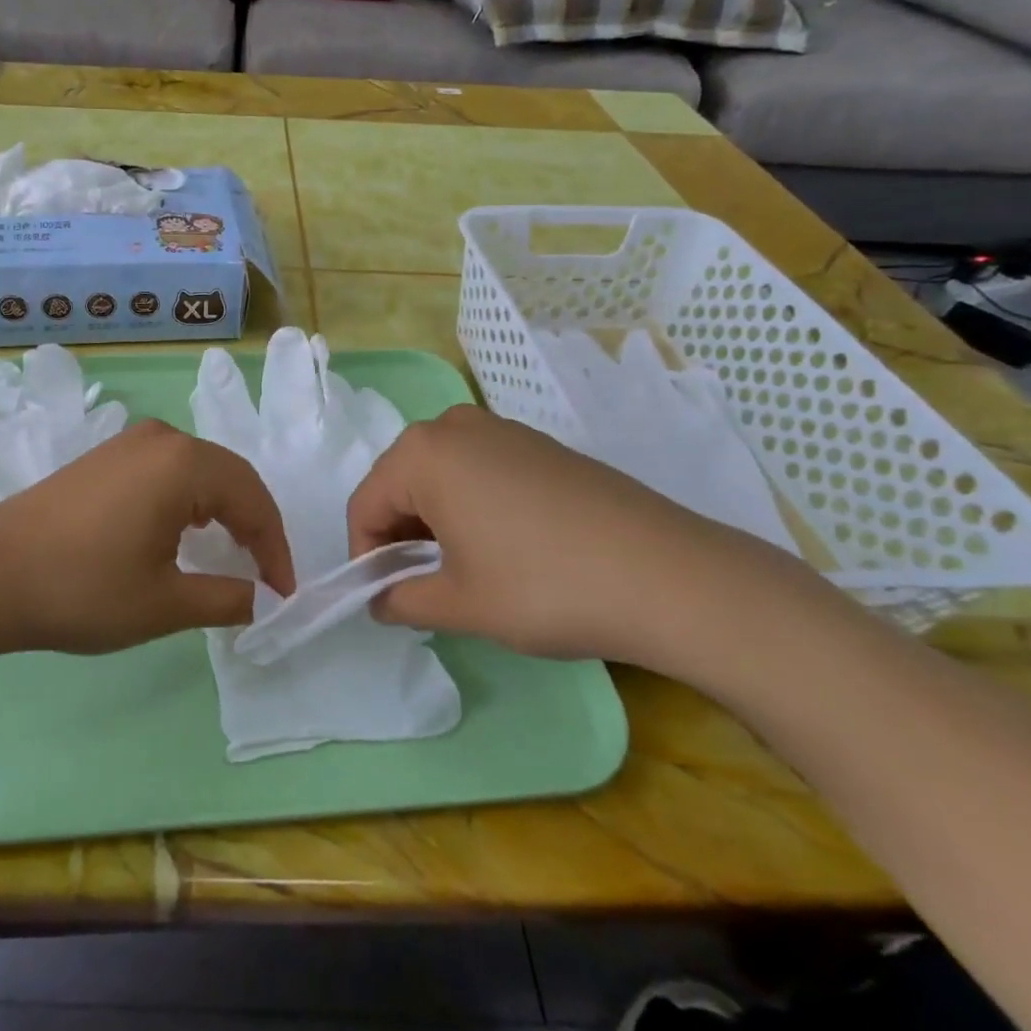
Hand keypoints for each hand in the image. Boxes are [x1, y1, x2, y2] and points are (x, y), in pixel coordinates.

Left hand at [0, 421, 294, 658]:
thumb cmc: (83, 588)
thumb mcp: (164, 603)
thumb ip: (226, 597)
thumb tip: (261, 599)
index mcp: (185, 463)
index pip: (253, 500)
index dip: (275, 549)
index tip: (282, 594)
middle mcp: (162, 438)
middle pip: (230, 477)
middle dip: (254, 525)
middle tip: (265, 575)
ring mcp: (129, 442)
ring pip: (199, 470)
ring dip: (223, 510)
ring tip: (232, 554)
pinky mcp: (105, 455)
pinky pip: (168, 470)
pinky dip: (190, 500)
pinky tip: (184, 531)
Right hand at [346, 405, 793, 667]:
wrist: (666, 574)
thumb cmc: (543, 586)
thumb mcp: (460, 604)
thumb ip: (402, 600)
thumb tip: (381, 600)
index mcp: (422, 453)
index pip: (365, 504)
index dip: (365, 557)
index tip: (385, 599)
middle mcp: (454, 426)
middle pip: (400, 483)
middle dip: (400, 536)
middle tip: (424, 588)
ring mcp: (501, 430)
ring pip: (441, 475)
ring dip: (436, 522)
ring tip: (465, 571)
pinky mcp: (539, 445)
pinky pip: (480, 470)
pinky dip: (472, 505)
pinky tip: (506, 547)